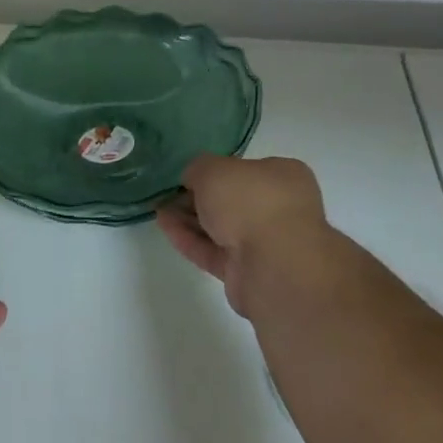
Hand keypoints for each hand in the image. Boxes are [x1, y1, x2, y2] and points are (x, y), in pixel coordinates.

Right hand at [156, 155, 345, 317]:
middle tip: (169, 195)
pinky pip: (214, 252)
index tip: (188, 175)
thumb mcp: (214, 169)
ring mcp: (265, 244)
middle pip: (232, 200)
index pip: (246, 169)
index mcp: (284, 176)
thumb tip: (192, 179)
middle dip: (198, 198)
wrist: (273, 265)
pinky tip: (165, 228)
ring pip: (222, 228)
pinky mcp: (248, 273)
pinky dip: (190, 240)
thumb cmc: (251, 201)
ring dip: (190, 219)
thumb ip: (198, 169)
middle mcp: (279, 208)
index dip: (215, 171)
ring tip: (159, 210)